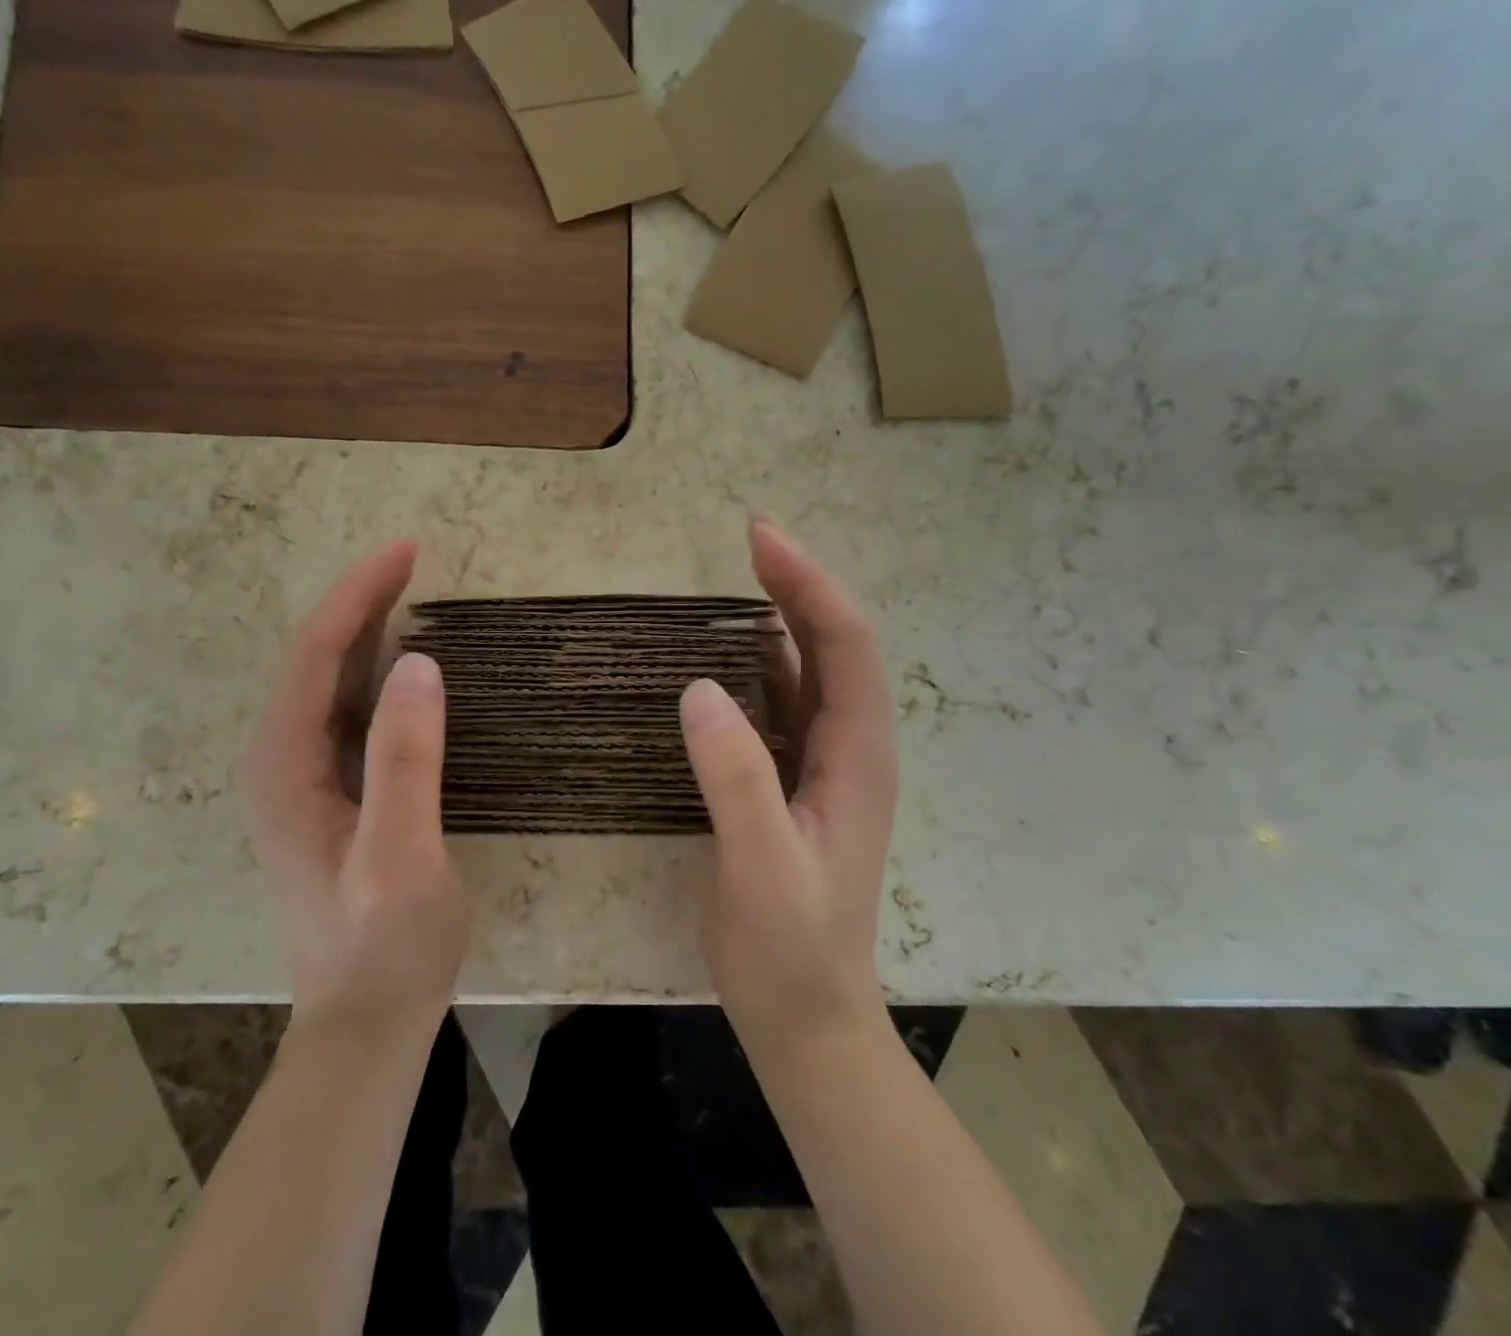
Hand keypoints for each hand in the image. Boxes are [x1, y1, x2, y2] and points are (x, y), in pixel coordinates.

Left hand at [243, 542, 467, 1036]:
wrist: (364, 1024)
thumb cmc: (385, 946)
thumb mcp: (401, 858)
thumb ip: (406, 761)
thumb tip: (421, 664)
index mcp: (284, 766)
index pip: (315, 654)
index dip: (357, 595)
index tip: (405, 550)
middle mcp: (279, 762)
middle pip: (314, 660)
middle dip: (359, 602)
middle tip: (411, 559)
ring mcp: (299, 780)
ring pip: (327, 683)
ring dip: (365, 632)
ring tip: (408, 593)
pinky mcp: (326, 796)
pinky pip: (345, 713)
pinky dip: (373, 673)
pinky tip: (402, 667)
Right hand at [678, 518, 898, 1048]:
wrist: (805, 1019)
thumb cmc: (787, 948)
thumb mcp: (761, 865)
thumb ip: (736, 778)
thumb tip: (698, 688)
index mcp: (857, 757)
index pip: (844, 646)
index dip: (807, 584)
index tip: (760, 537)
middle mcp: (850, 750)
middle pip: (833, 647)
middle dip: (798, 586)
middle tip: (750, 537)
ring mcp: (823, 767)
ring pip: (810, 672)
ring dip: (784, 618)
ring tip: (740, 578)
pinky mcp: (794, 784)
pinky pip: (784, 704)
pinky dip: (760, 664)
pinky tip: (728, 656)